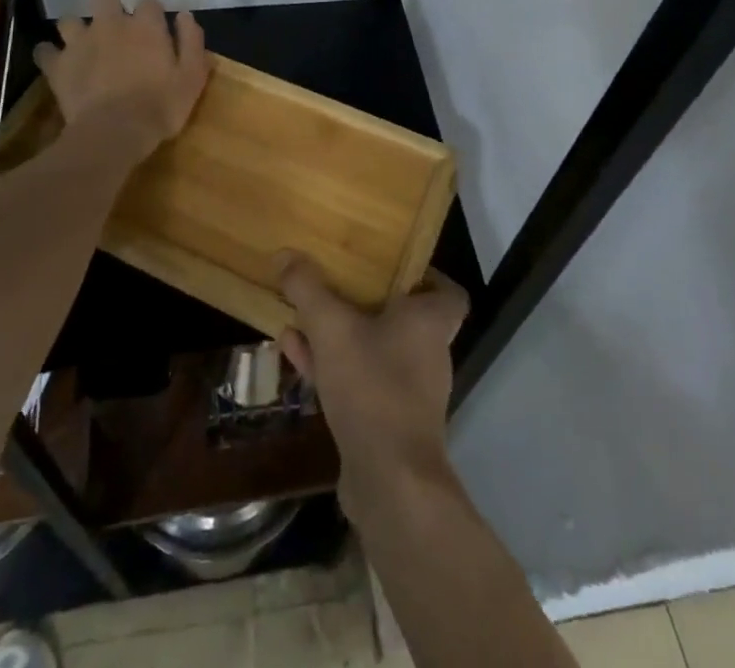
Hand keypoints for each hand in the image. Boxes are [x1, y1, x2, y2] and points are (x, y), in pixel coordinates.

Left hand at [33, 0, 208, 161]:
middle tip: (114, 26)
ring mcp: (80, 42)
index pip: (148, 2)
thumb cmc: (161, 105)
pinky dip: (49, 55)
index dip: (151, 13)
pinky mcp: (58, 65)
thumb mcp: (192, 76)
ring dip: (76, 29)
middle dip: (107, 3)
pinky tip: (58, 65)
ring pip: (69, 19)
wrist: (115, 132)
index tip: (154, 29)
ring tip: (83, 45)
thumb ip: (191, 41)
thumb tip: (184, 16)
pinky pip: (44, 51)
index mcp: (145, 25)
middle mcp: (110, 24)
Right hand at [276, 252, 468, 515]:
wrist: (389, 481)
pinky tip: (293, 352)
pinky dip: (331, 364)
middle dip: (366, 299)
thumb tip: (286, 253)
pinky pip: (359, 378)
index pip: (449, 292)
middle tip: (336, 280)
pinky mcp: (386, 421)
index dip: (427, 276)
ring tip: (301, 314)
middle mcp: (427, 353)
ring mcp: (408, 391)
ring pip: (374, 347)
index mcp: (429, 322)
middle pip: (402, 316)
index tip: (394, 263)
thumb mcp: (332, 327)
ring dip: (339, 332)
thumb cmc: (373, 387)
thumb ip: (308, 288)